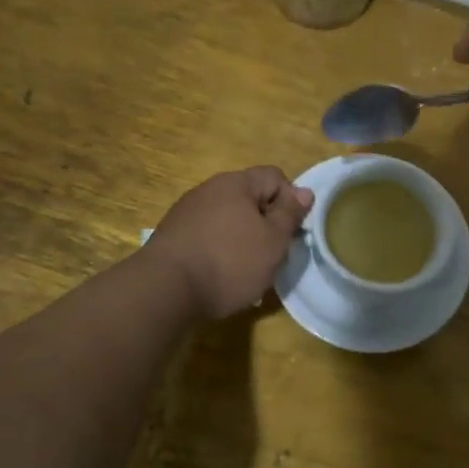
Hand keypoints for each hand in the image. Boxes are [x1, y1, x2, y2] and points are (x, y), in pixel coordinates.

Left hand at [145, 167, 313, 319]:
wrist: (164, 291)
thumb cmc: (229, 262)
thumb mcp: (273, 240)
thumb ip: (290, 214)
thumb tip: (304, 191)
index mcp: (236, 183)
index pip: (275, 176)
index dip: (291, 201)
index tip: (291, 232)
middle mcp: (209, 189)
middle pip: (250, 198)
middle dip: (266, 223)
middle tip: (272, 254)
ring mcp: (187, 212)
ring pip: (228, 219)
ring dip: (243, 239)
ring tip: (246, 271)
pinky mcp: (173, 236)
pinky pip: (208, 236)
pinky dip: (220, 251)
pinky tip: (220, 276)